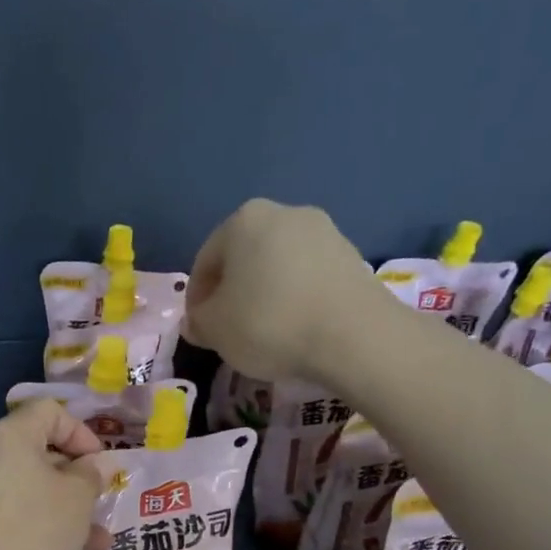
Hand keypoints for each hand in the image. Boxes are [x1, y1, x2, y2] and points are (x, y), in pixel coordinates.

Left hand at [0, 399, 105, 549]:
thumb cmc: (34, 529)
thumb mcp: (77, 498)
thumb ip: (91, 475)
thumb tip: (91, 466)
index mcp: (13, 435)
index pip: (50, 411)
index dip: (81, 432)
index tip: (100, 464)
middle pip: (43, 451)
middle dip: (78, 476)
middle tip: (101, 500)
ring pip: (36, 488)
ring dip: (69, 507)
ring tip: (99, 537)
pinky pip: (22, 513)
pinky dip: (48, 526)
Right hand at [184, 199, 385, 382]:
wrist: (354, 336)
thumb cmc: (269, 324)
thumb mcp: (215, 330)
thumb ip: (198, 322)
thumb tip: (197, 321)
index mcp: (243, 220)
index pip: (205, 262)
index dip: (196, 299)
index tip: (200, 329)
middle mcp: (284, 213)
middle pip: (243, 258)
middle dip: (233, 292)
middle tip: (230, 330)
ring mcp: (324, 231)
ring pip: (277, 266)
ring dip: (265, 294)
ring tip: (265, 332)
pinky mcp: (351, 256)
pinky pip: (308, 277)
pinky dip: (295, 298)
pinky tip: (296, 327)